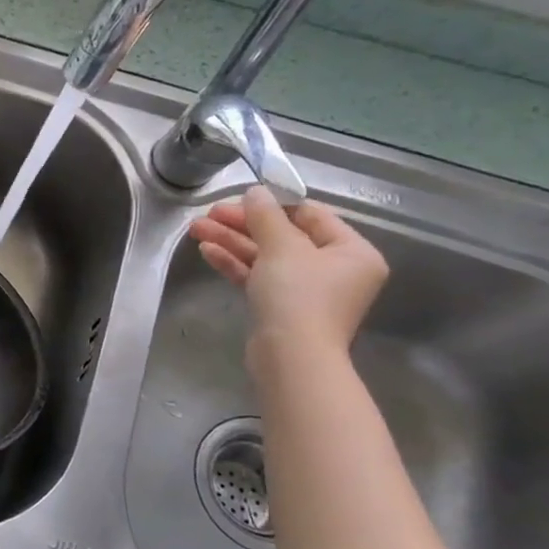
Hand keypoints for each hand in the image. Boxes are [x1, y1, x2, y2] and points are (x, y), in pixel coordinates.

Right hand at [187, 186, 389, 365]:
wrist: (291, 357)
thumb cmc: (298, 296)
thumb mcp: (282, 247)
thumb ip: (266, 215)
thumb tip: (256, 192)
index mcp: (352, 252)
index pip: (311, 215)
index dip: (273, 203)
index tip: (238, 197)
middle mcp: (334, 270)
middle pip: (283, 236)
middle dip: (242, 224)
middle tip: (208, 214)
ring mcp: (307, 291)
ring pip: (265, 257)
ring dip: (231, 241)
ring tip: (196, 229)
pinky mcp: (282, 308)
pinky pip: (259, 277)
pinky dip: (235, 263)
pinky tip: (208, 251)